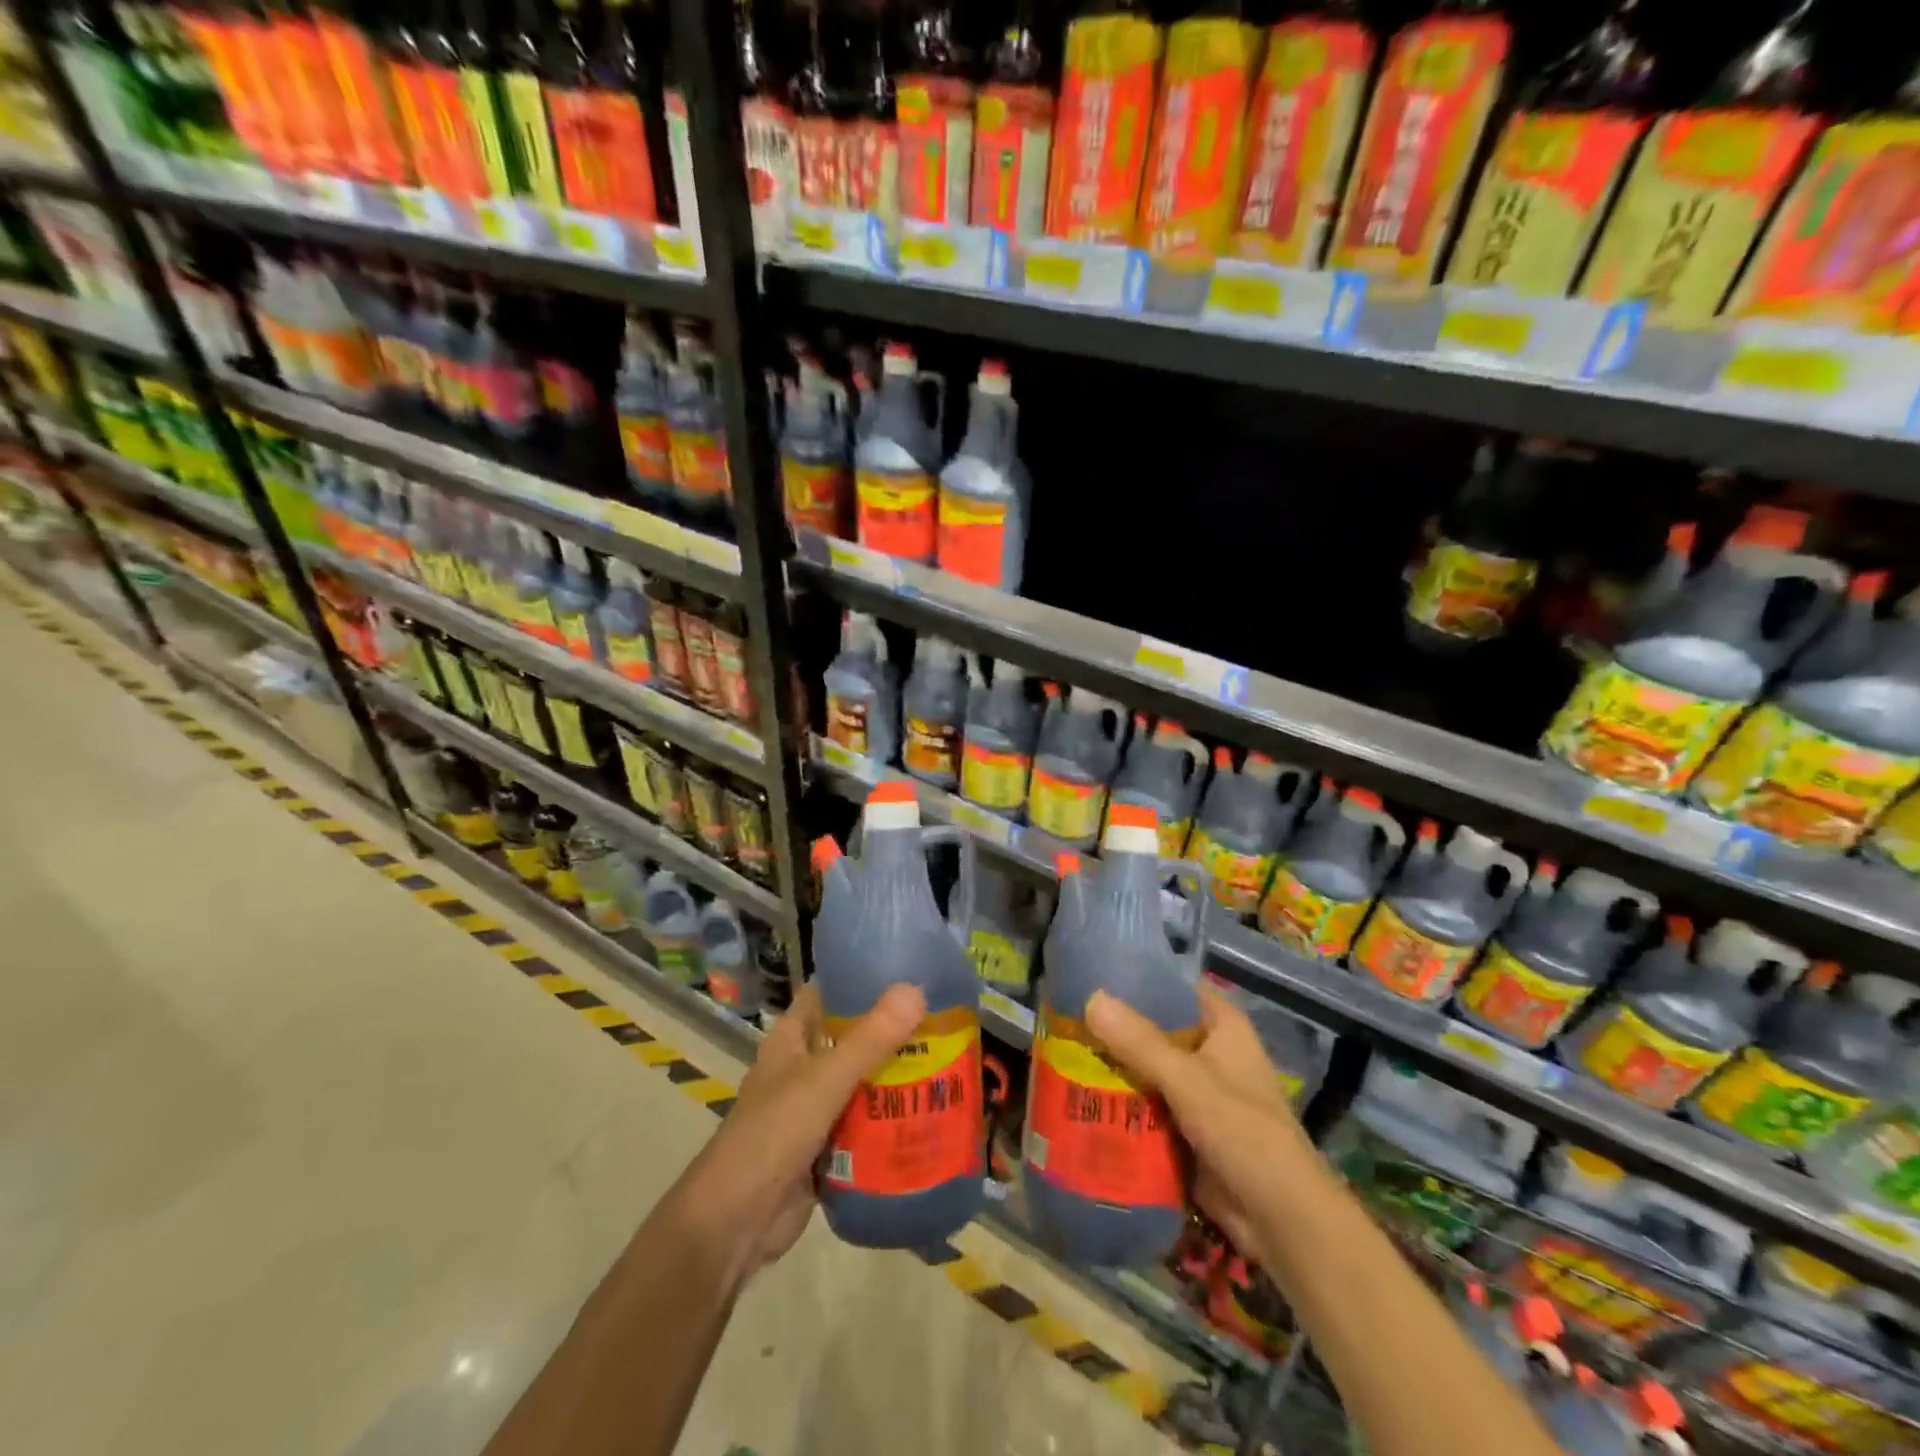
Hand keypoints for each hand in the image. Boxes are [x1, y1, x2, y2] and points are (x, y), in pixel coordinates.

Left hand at [667, 982, 925, 1287]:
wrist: (735, 1225)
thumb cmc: (772, 1135)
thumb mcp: (824, 1081)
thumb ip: (869, 1040)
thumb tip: (916, 990)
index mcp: (791, 1040)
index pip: (825, 995)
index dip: (857, 978)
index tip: (905, 969)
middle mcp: (802, 1069)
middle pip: (851, 1039)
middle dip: (891, 1032)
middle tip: (944, 1019)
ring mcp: (813, 1110)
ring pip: (861, 1083)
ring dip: (895, 1077)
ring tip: (948, 1061)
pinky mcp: (826, 1149)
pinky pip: (864, 1125)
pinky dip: (889, 1120)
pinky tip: (928, 1114)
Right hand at [1085, 984, 1313, 1268]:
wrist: (1280, 1221)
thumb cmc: (1244, 1133)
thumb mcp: (1188, 1080)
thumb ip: (1139, 1041)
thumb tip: (1091, 998)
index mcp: (1222, 1026)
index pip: (1175, 986)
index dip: (1138, 976)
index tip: (1092, 973)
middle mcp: (1209, 1052)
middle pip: (1154, 1028)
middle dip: (1114, 1026)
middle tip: (1063, 1016)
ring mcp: (1197, 1092)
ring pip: (1146, 1068)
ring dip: (1112, 1066)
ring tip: (1060, 1051)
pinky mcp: (1185, 1128)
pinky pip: (1146, 1104)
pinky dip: (1120, 1101)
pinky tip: (1079, 1096)